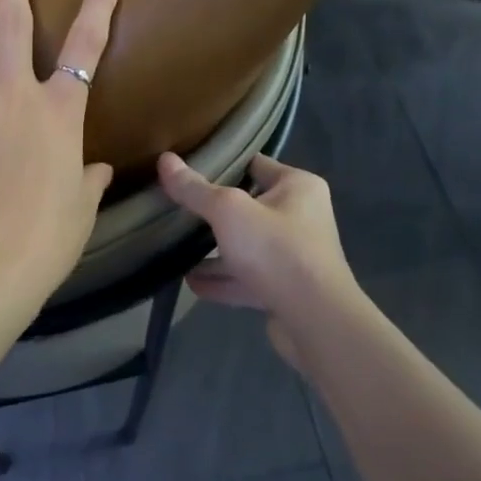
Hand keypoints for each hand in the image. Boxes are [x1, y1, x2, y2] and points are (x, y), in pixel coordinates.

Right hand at [158, 153, 359, 364]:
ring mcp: (294, 256)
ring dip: (215, 250)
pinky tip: (192, 282)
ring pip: (246, 245)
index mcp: (298, 187)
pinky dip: (222, 279)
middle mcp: (301, 217)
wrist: (316, 321)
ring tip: (177, 248)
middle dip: (213, 212)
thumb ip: (195, 189)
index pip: (254, 164)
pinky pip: (247, 277)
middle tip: (177, 208)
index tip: (188, 168)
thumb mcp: (228, 211)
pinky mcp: (285, 289)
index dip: (223, 164)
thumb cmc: (276, 250)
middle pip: (248, 207)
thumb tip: (165, 160)